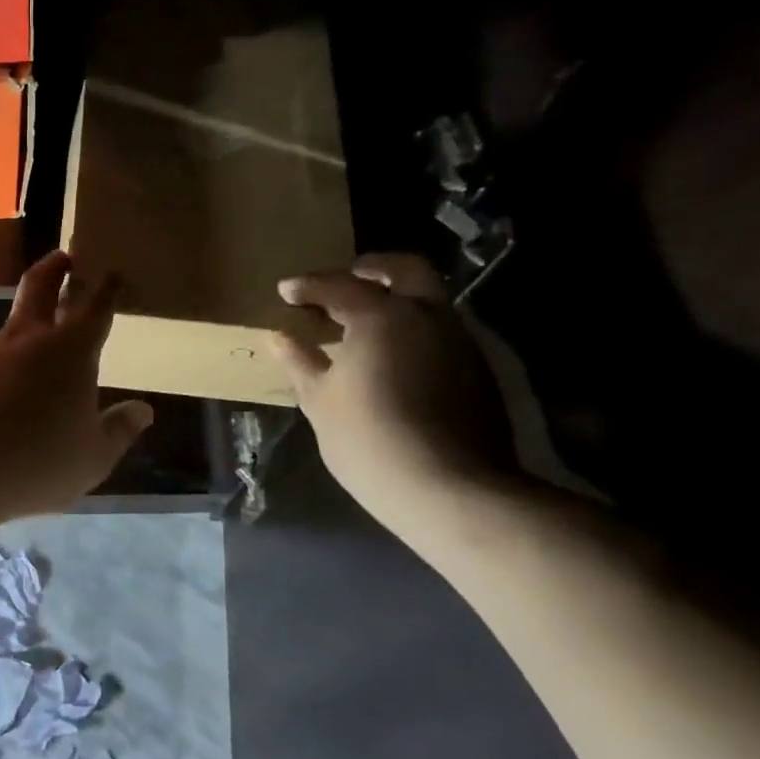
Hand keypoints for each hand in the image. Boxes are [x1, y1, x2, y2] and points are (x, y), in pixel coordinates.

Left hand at [0, 251, 152, 521]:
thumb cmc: (34, 461)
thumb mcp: (92, 458)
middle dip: (55, 268)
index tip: (112, 272)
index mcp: (69, 351)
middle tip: (65, 258)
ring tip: (38, 360)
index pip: (94, 308)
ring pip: (9, 332)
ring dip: (26, 333)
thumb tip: (143, 410)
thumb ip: (118, 431)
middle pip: (39, 287)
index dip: (106, 289)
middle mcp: (25, 341)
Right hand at [272, 253, 518, 527]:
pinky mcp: (478, 370)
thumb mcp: (320, 402)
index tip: (286, 291)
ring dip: (397, 300)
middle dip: (373, 268)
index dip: (308, 286)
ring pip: (429, 300)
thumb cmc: (369, 440)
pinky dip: (414, 330)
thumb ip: (301, 362)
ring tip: (366, 324)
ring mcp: (459, 341)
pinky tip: (394, 358)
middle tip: (347, 280)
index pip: (339, 286)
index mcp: (382, 316)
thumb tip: (281, 337)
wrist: (450, 489)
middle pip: (405, 270)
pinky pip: (441, 332)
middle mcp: (427, 316)